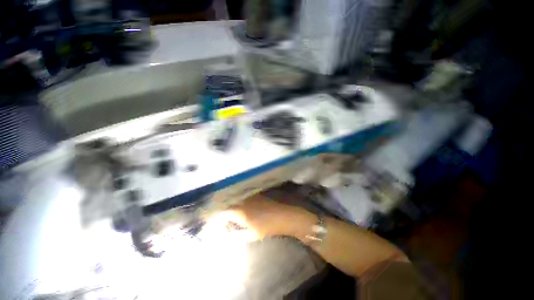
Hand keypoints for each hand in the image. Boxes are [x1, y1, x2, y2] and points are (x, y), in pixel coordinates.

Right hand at [208, 194, 314, 240]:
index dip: (219, 219)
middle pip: (229, 204)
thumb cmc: (267, 227)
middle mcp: (243, 200)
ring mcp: (250, 195)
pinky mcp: (256, 193)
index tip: (220, 225)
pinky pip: (244, 196)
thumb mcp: (251, 235)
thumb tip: (228, 233)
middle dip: (225, 212)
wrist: (283, 215)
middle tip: (226, 220)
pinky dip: (241, 201)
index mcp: (240, 211)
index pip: (223, 212)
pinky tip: (243, 207)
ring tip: (233, 214)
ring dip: (233, 205)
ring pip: (236, 198)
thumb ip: (237, 234)